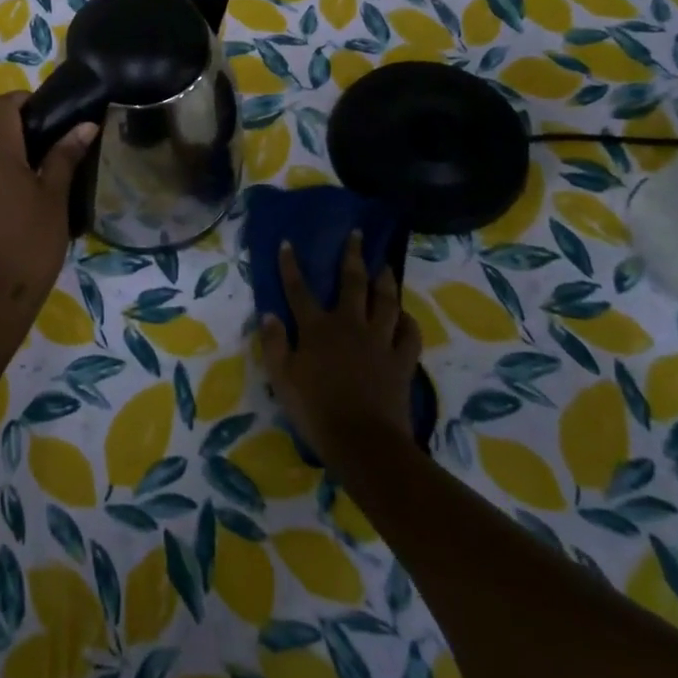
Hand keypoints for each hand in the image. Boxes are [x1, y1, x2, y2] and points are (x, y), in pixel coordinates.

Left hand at [0, 92, 96, 314]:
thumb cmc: (32, 239)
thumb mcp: (55, 195)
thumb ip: (66, 156)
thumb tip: (85, 125)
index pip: (2, 105)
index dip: (26, 99)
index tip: (56, 109)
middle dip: (22, 116)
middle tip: (59, 129)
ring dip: (14, 138)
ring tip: (51, 152)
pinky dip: (7, 157)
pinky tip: (34, 176)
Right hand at [258, 232, 421, 464]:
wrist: (363, 442)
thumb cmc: (315, 410)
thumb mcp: (281, 378)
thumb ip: (274, 344)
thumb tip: (269, 313)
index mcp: (316, 328)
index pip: (299, 289)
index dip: (291, 265)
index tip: (288, 243)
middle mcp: (349, 325)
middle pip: (352, 283)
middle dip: (352, 256)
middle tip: (358, 235)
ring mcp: (379, 341)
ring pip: (385, 302)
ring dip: (385, 280)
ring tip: (385, 265)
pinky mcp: (401, 361)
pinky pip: (409, 334)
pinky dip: (408, 322)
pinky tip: (405, 315)